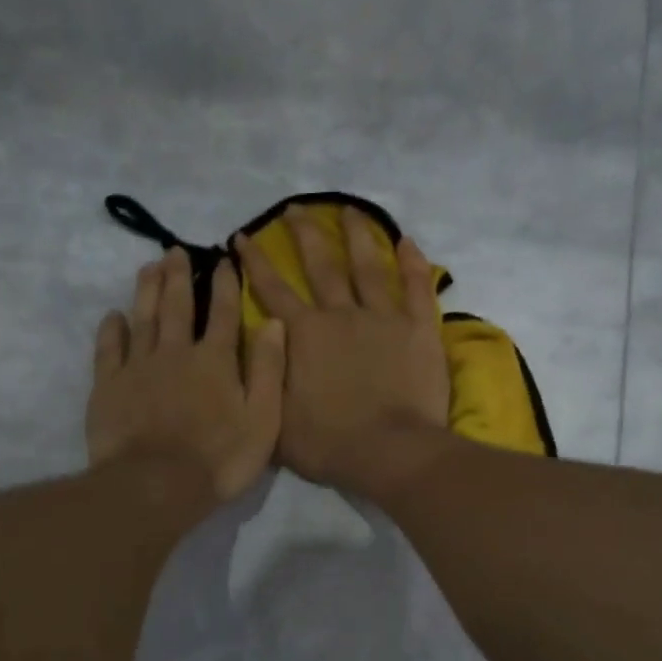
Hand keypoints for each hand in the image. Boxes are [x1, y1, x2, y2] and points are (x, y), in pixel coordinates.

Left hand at [86, 247, 285, 502]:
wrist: (155, 485)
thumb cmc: (219, 458)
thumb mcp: (263, 419)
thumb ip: (270, 370)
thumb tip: (275, 322)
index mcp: (216, 361)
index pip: (224, 313)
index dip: (225, 284)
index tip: (223, 258)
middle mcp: (176, 352)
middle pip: (178, 306)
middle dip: (179, 276)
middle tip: (175, 251)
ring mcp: (138, 367)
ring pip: (143, 318)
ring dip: (147, 290)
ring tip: (149, 267)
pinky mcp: (109, 385)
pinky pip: (109, 349)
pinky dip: (111, 329)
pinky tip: (113, 316)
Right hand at [235, 205, 450, 493]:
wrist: (389, 451)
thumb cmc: (329, 443)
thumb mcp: (275, 418)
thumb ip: (264, 378)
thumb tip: (254, 347)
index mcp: (302, 335)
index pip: (271, 289)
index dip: (254, 262)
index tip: (243, 236)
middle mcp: (339, 315)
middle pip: (320, 265)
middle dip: (304, 234)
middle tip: (296, 208)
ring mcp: (382, 318)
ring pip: (367, 266)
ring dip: (357, 235)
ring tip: (349, 209)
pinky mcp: (418, 329)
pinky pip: (416, 287)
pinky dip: (412, 263)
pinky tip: (408, 240)